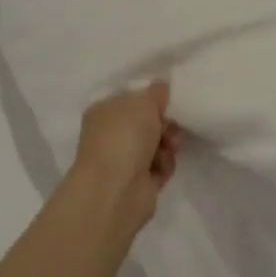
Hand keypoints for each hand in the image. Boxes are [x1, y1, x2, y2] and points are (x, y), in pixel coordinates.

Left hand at [69, 82, 181, 234]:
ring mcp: (123, 160)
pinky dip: (165, 165)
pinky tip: (162, 167)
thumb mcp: (143, 102)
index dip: (152, 99)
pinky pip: (160, 166)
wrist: (116, 189)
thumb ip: (156, 92)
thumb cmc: (124, 137)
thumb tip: (161, 86)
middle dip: (165, 123)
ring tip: (170, 147)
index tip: (169, 100)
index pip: (131, 99)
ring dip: (168, 143)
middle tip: (171, 126)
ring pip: (157, 144)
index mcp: (104, 111)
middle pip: (147, 123)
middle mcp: (110, 135)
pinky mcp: (138, 182)